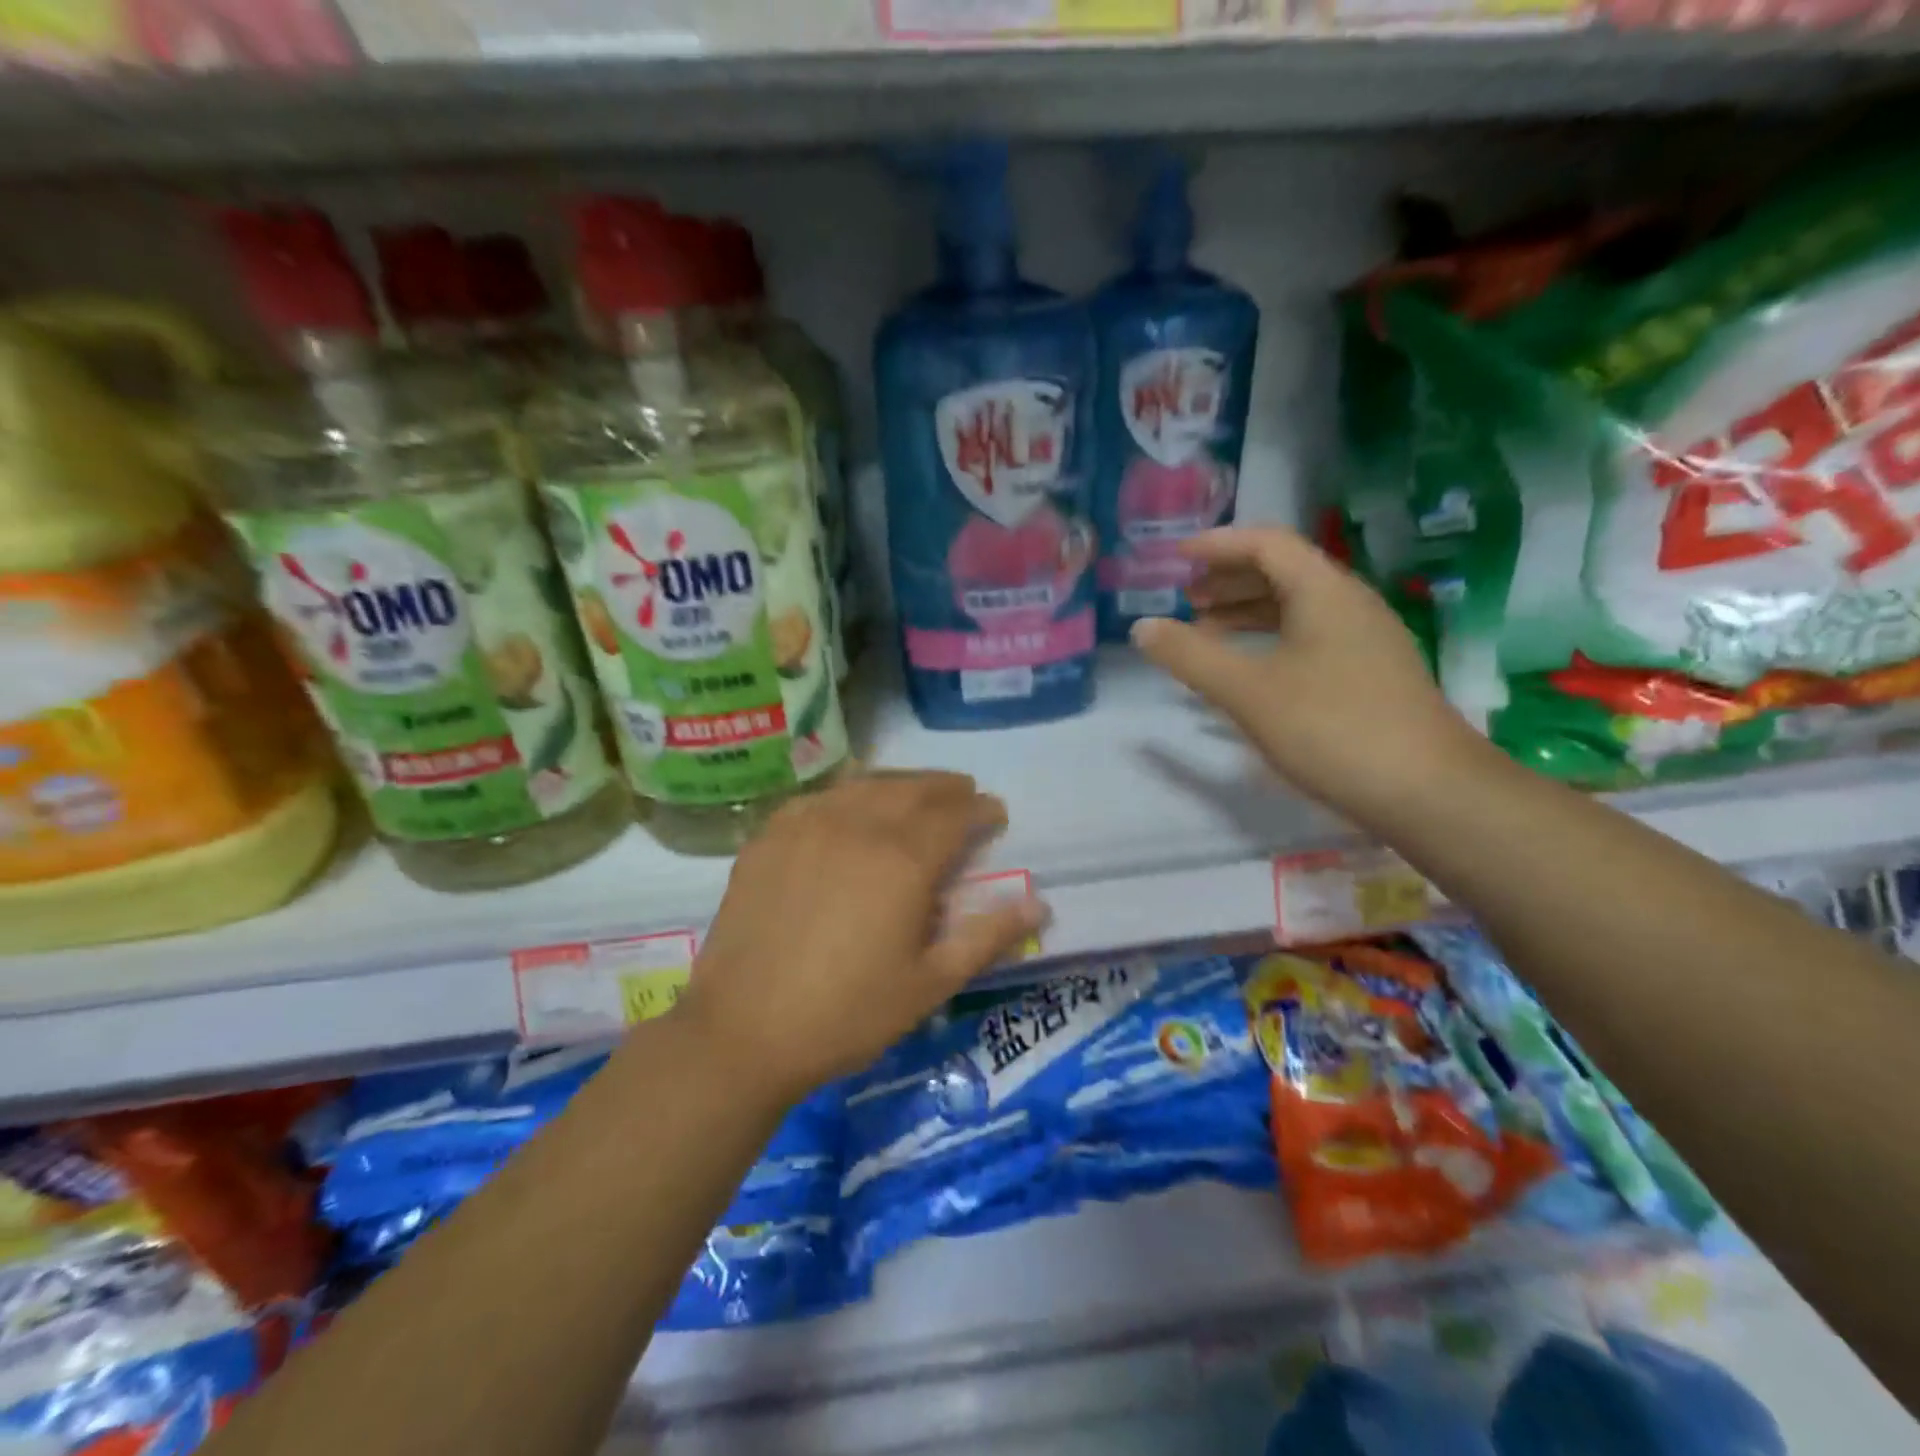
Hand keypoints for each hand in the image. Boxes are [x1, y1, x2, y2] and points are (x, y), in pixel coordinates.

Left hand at [676, 772, 1047, 1102]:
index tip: (995, 813)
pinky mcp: (769, 836)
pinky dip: (850, 793)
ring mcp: (807, 825)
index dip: (980, 809)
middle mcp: (857, 826)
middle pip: (912, 789)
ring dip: (900, 783)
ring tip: (916, 794)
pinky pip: (820, 798)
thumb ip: (987, 937)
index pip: (954, 815)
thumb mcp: (930, 984)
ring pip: (865, 784)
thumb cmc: (847, 1014)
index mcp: (903, 860)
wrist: (743, 1030)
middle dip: (946, 787)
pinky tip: (852, 808)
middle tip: (964, 794)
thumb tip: (1040, 904)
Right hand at [1132, 527, 1493, 828]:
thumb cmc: (1331, 729)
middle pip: (1283, 571)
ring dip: (1249, 611)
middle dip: (1229, 579)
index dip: (1217, 545)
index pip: (1266, 543)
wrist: (1427, 792)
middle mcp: (1349, 603)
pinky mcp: (1371, 674)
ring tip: (1207, 631)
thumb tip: (1142, 627)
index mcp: (1323, 591)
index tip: (1175, 559)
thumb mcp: (1247, 691)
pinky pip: (1311, 636)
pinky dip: (1271, 640)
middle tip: (1186, 598)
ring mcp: (1366, 639)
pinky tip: (1250, 670)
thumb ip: (1190, 656)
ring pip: (1298, 607)